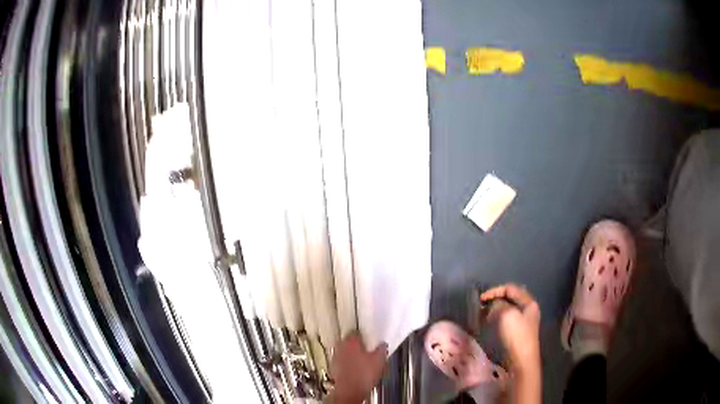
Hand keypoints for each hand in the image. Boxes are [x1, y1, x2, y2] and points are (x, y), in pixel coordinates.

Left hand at [329, 332, 387, 403]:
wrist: (350, 391)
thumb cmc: (362, 375)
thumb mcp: (379, 359)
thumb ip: (381, 349)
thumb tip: (383, 345)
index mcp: (350, 340)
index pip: (357, 331)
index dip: (365, 335)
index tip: (372, 338)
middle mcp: (341, 347)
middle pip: (350, 341)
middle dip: (359, 345)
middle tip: (370, 349)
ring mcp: (336, 358)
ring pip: (347, 352)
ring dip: (354, 354)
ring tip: (365, 361)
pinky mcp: (336, 368)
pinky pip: (344, 362)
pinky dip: (350, 364)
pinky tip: (359, 370)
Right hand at [481, 284, 540, 373]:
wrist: (522, 360)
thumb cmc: (517, 335)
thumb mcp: (507, 315)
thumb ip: (498, 305)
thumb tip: (492, 304)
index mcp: (529, 302)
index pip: (511, 288)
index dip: (495, 291)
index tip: (481, 298)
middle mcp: (528, 309)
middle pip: (511, 297)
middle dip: (496, 298)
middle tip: (483, 303)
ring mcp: (524, 321)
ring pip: (508, 308)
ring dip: (496, 308)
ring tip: (485, 312)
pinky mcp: (518, 331)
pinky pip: (507, 318)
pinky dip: (498, 317)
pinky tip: (491, 321)